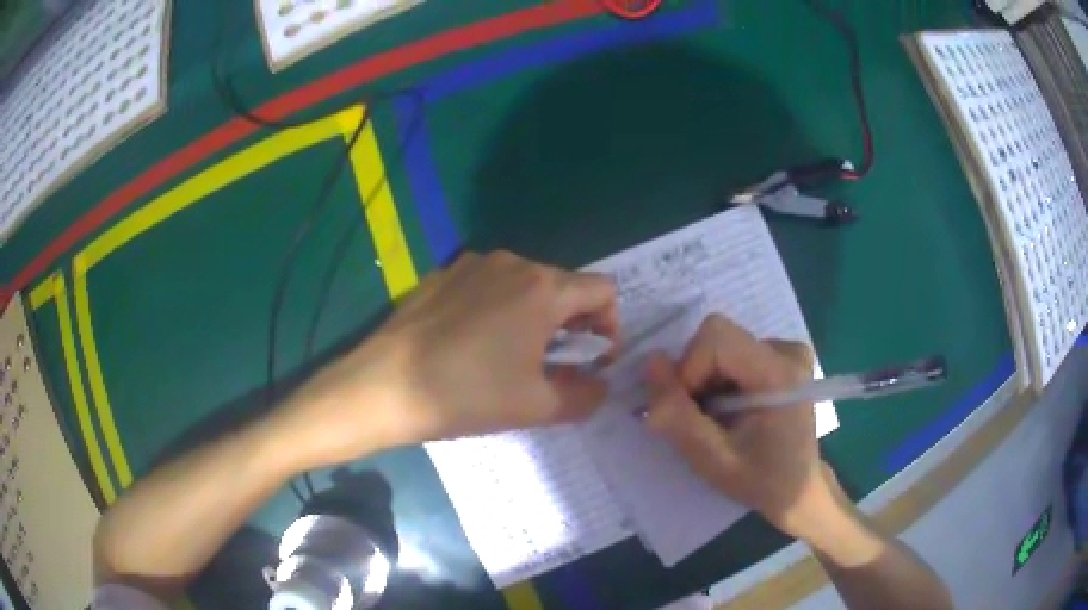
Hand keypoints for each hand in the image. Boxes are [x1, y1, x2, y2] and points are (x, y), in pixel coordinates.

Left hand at [273, 251, 618, 468]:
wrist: (383, 386)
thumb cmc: (466, 395)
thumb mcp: (536, 407)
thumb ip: (584, 396)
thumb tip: (599, 387)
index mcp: (542, 288)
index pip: (602, 291)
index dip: (609, 325)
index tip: (590, 360)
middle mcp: (512, 263)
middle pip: (563, 286)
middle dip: (570, 325)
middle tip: (552, 367)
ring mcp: (472, 265)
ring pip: (524, 285)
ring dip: (533, 317)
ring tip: (510, 358)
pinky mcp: (443, 276)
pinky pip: (488, 286)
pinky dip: (498, 310)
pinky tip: (471, 344)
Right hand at [643, 314, 835, 538]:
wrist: (798, 490)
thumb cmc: (760, 481)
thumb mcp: (711, 460)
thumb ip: (677, 415)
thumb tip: (651, 363)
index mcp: (780, 374)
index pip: (716, 337)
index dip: (688, 368)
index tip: (686, 411)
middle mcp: (789, 352)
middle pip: (718, 338)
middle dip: (695, 376)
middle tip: (700, 419)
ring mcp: (790, 352)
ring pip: (723, 345)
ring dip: (706, 380)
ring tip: (718, 419)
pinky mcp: (785, 358)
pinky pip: (735, 352)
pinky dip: (721, 379)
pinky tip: (732, 409)